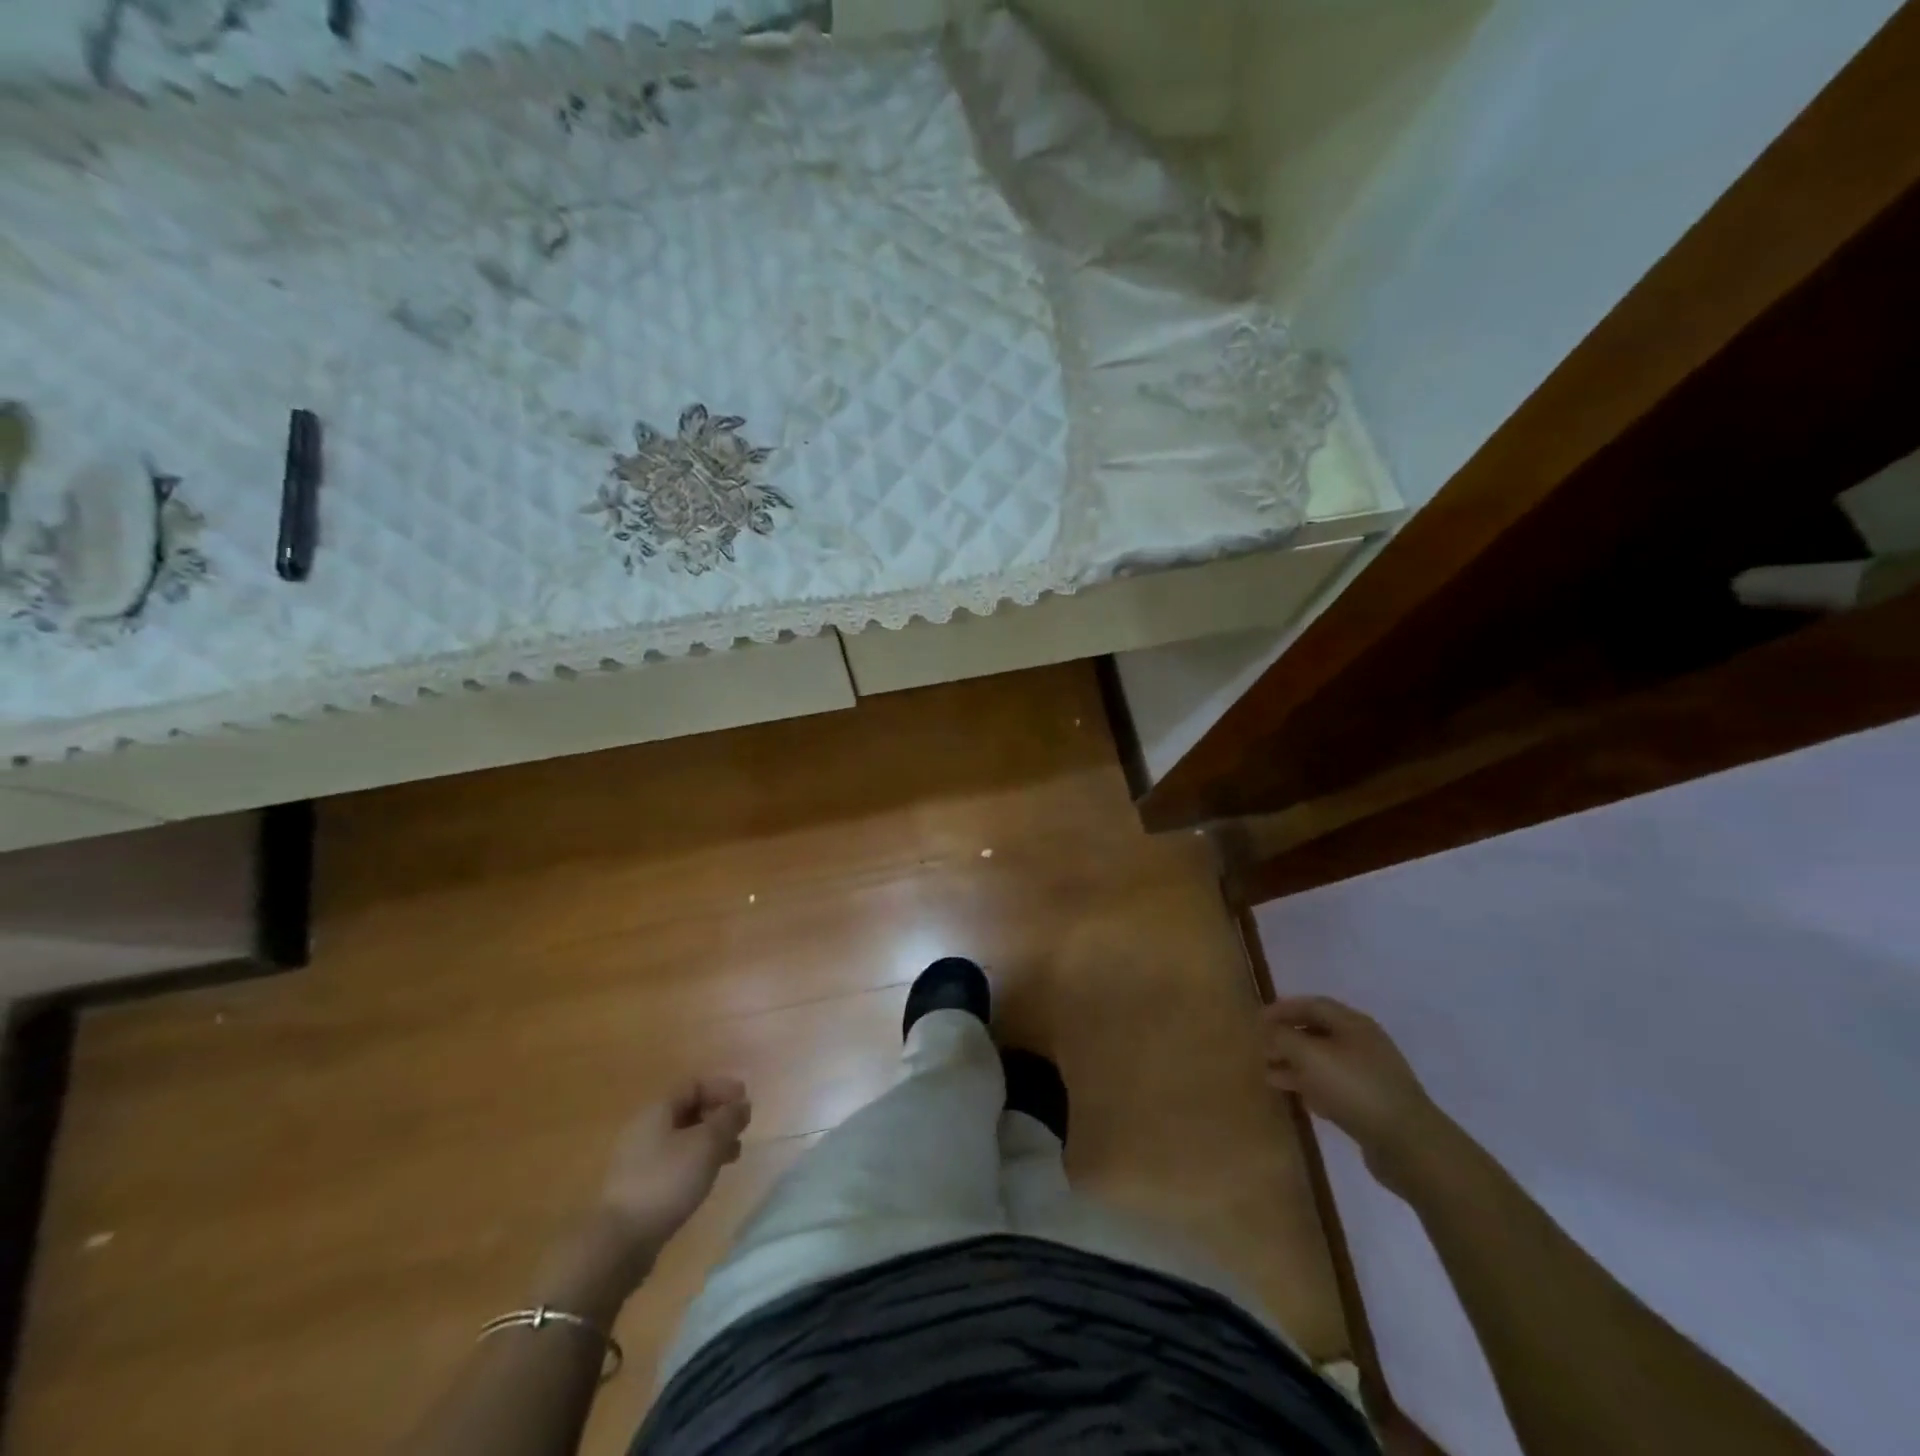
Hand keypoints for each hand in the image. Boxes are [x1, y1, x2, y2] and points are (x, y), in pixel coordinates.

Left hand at [599, 1076, 752, 1245]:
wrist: (620, 1241)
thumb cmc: (667, 1181)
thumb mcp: (706, 1144)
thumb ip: (728, 1119)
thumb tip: (741, 1104)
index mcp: (657, 1110)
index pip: (694, 1085)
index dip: (722, 1088)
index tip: (745, 1100)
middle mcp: (645, 1128)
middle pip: (687, 1110)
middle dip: (718, 1115)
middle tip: (742, 1128)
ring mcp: (639, 1159)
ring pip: (682, 1138)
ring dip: (710, 1140)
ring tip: (733, 1155)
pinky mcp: (640, 1187)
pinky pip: (674, 1161)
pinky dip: (696, 1161)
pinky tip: (708, 1177)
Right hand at [1261, 996, 1453, 1195]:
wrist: (1408, 1145)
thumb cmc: (1354, 1089)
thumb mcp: (1309, 1056)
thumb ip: (1283, 1037)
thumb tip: (1269, 1031)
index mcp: (1353, 1024)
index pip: (1312, 1004)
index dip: (1282, 1009)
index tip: (1257, 1020)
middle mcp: (1363, 1043)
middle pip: (1318, 1032)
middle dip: (1287, 1039)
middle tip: (1262, 1050)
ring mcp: (1371, 1074)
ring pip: (1325, 1062)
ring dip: (1296, 1066)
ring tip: (1270, 1077)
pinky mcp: (1374, 1103)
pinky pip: (1336, 1086)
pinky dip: (1314, 1087)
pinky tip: (1302, 1099)